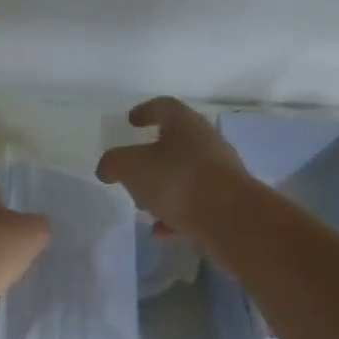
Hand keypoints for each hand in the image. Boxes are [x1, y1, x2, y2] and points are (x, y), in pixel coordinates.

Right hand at [96, 97, 248, 238]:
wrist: (231, 219)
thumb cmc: (178, 181)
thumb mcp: (132, 168)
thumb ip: (114, 163)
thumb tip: (107, 168)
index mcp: (185, 124)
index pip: (164, 107)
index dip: (145, 111)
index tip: (130, 121)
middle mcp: (206, 143)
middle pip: (176, 143)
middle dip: (151, 157)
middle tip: (132, 171)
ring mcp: (219, 174)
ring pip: (184, 175)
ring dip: (163, 188)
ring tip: (143, 206)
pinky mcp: (225, 203)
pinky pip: (194, 204)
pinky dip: (175, 215)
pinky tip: (160, 230)